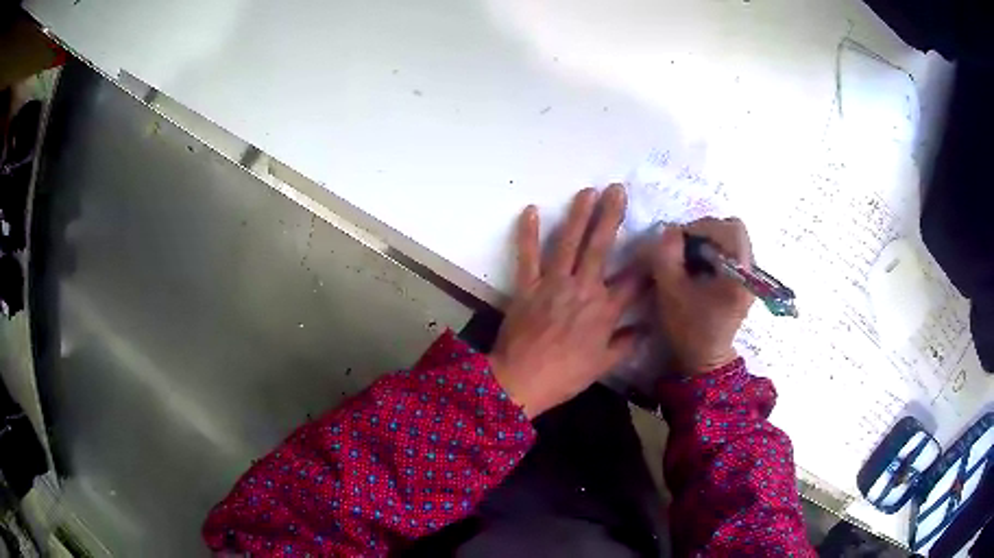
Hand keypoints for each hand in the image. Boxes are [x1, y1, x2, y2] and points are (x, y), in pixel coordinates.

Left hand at [489, 185, 642, 417]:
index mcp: (605, 310)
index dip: (648, 259)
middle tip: (617, 189)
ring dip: (578, 215)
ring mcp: (553, 284)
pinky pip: (527, 256)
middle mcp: (583, 288)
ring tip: (587, 191)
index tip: (657, 238)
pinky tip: (532, 210)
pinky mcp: (527, 286)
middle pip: (600, 246)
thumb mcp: (603, 365)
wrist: (521, 381)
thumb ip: (626, 343)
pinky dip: (528, 233)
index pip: (634, 279)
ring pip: (568, 243)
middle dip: (611, 215)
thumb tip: (645, 328)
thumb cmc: (565, 376)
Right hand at [648, 217, 754, 374]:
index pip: (730, 229)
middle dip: (706, 232)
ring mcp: (751, 276)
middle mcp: (752, 271)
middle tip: (684, 246)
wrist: (705, 360)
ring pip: (733, 239)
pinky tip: (700, 268)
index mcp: (740, 275)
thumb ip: (667, 256)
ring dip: (710, 241)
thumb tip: (670, 230)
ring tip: (691, 258)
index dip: (702, 226)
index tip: (679, 240)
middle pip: (733, 230)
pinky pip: (732, 252)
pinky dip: (715, 251)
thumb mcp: (670, 291)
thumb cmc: (689, 329)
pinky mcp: (745, 280)